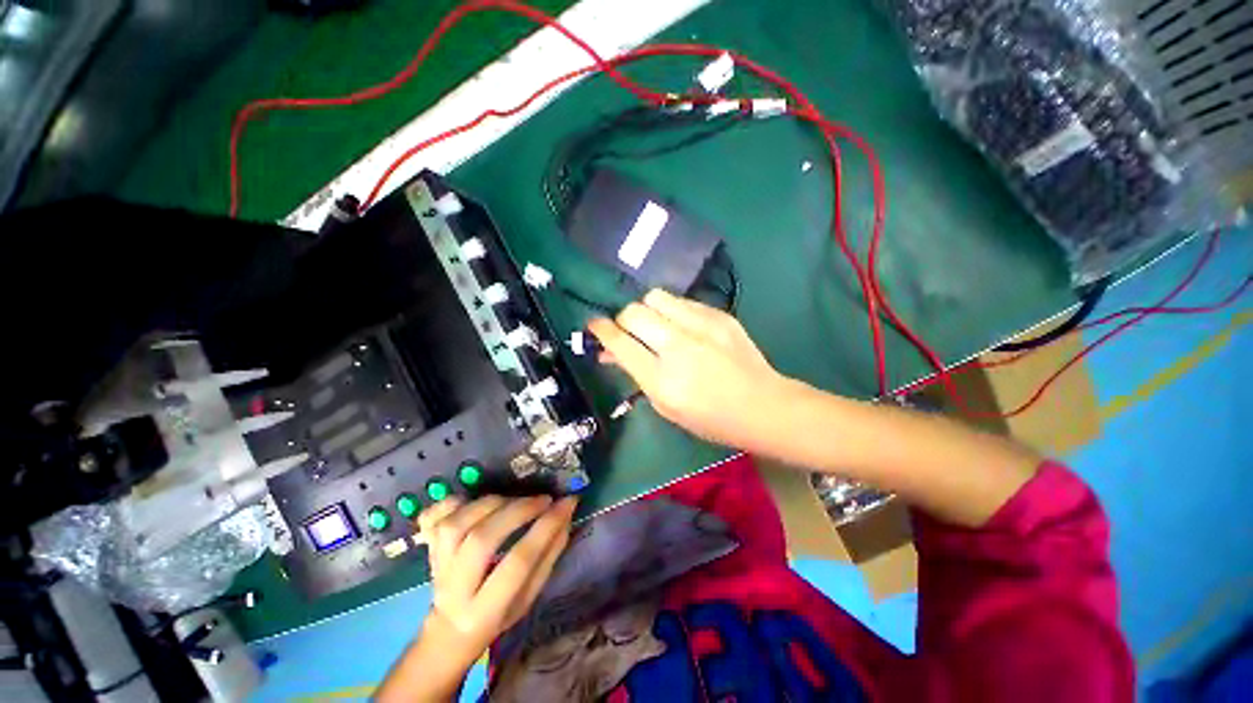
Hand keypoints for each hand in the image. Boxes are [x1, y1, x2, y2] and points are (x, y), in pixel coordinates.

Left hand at [418, 495, 575, 656]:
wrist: (450, 630)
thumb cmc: (499, 615)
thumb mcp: (530, 596)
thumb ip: (548, 555)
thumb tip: (565, 513)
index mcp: (486, 611)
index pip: (518, 563)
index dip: (545, 528)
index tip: (567, 503)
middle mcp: (455, 589)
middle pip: (482, 539)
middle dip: (518, 511)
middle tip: (542, 499)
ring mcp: (435, 566)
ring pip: (457, 524)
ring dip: (492, 503)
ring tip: (514, 500)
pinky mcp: (426, 548)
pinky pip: (432, 517)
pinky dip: (453, 501)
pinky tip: (474, 501)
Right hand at [588, 289, 793, 452]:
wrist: (763, 405)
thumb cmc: (710, 418)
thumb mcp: (666, 406)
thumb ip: (635, 374)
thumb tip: (610, 352)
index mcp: (663, 380)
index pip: (620, 343)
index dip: (601, 331)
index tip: (594, 325)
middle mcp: (678, 347)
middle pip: (634, 313)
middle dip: (623, 319)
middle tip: (630, 331)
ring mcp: (702, 327)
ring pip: (655, 297)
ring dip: (647, 310)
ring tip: (656, 325)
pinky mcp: (719, 315)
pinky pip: (681, 301)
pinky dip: (672, 310)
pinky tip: (682, 326)